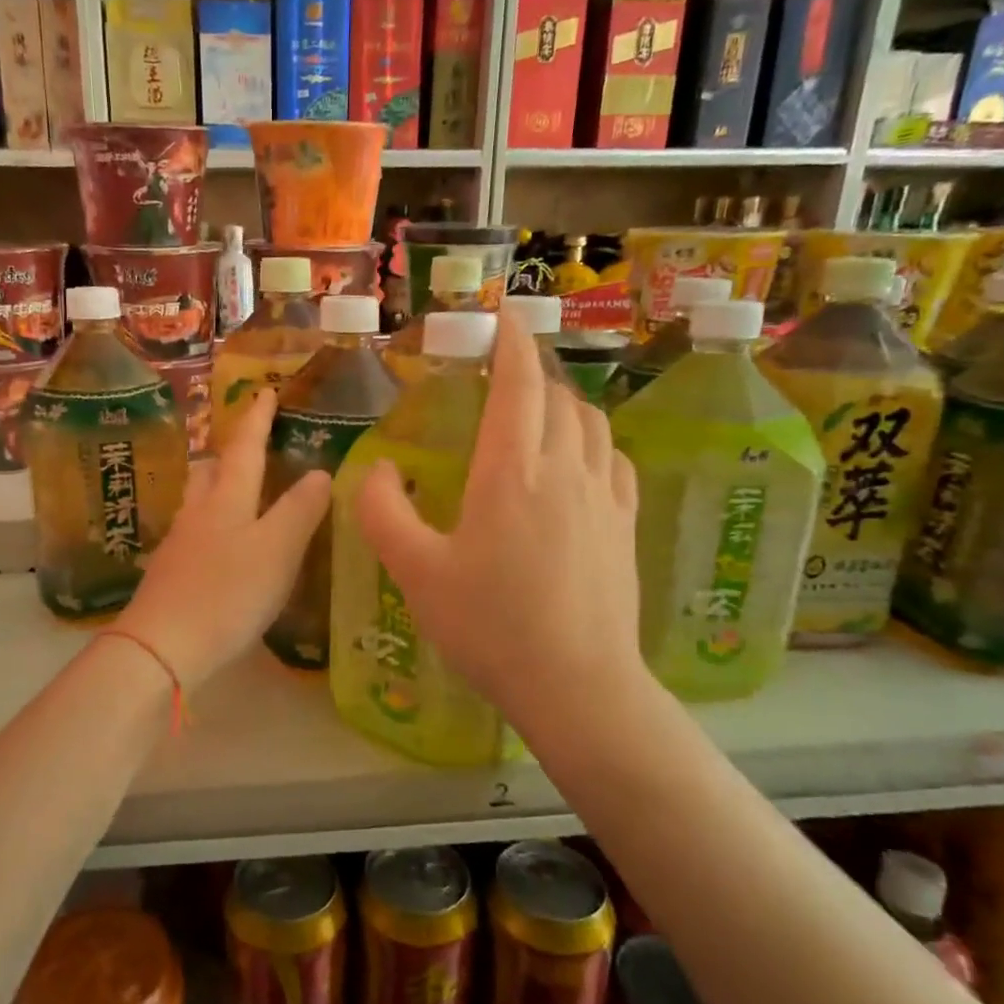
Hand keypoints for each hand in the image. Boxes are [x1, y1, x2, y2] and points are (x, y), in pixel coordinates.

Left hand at [118, 389, 329, 686]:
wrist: (162, 646)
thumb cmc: (227, 593)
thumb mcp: (277, 550)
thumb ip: (300, 510)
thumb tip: (320, 473)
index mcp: (226, 499)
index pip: (245, 448)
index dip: (257, 419)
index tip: (265, 390)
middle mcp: (198, 514)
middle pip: (211, 471)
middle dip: (229, 454)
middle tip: (250, 448)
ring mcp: (180, 545)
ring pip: (199, 503)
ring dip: (218, 490)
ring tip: (240, 496)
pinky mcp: (171, 575)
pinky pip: (196, 536)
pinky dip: (214, 528)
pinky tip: (223, 549)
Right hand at [354, 312, 649, 737]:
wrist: (577, 685)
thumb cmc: (490, 627)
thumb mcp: (416, 572)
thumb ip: (383, 512)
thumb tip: (378, 467)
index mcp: (513, 472)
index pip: (519, 385)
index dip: (512, 344)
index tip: (504, 318)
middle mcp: (565, 471)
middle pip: (557, 397)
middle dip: (532, 373)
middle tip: (504, 373)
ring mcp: (605, 498)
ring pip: (591, 424)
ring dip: (563, 404)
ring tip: (537, 413)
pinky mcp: (625, 526)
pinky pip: (613, 461)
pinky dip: (593, 443)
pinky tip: (579, 464)